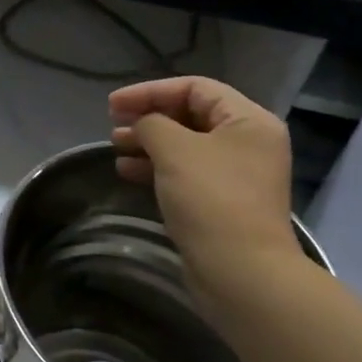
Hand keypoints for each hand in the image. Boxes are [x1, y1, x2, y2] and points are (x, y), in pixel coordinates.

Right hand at [109, 77, 300, 277]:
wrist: (241, 274)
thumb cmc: (211, 200)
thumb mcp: (175, 150)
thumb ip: (152, 124)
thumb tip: (143, 125)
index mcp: (248, 120)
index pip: (195, 88)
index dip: (150, 91)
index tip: (113, 105)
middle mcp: (248, 143)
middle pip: (190, 115)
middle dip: (148, 117)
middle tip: (113, 125)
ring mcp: (236, 175)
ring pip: (185, 145)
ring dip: (148, 143)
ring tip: (116, 148)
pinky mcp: (222, 203)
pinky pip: (185, 173)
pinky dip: (156, 168)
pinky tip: (127, 172)